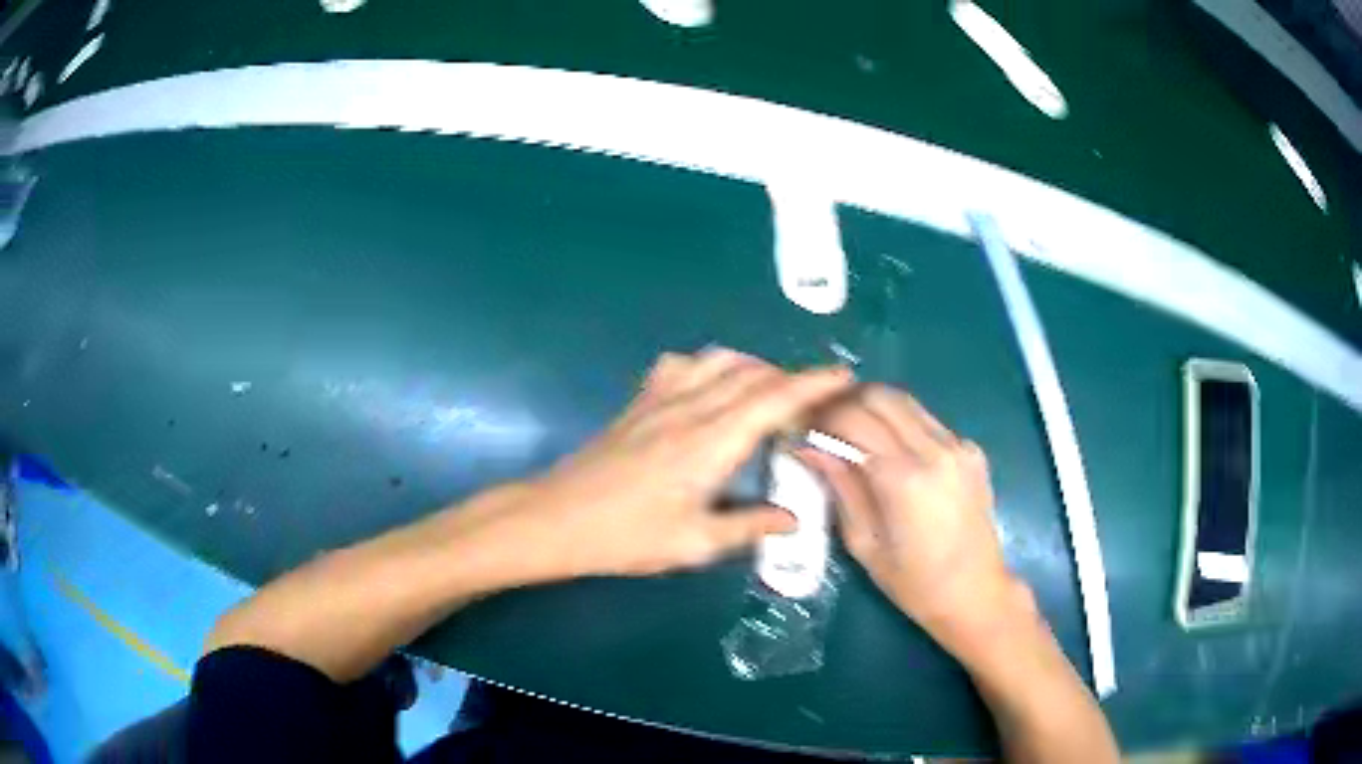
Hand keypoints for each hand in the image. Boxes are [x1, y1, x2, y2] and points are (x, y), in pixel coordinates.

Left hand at [491, 348, 852, 579]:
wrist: (556, 519)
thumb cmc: (626, 537)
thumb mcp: (694, 543)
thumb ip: (749, 526)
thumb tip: (793, 519)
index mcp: (711, 442)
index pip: (773, 399)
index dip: (813, 384)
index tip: (845, 377)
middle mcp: (690, 408)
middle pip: (752, 374)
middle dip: (792, 378)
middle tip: (815, 400)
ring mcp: (660, 400)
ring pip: (719, 361)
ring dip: (754, 368)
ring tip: (769, 395)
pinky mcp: (639, 402)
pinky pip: (682, 365)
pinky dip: (710, 366)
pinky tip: (710, 388)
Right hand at [801, 385, 1022, 646]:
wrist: (976, 593)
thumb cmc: (914, 583)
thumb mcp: (864, 544)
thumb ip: (840, 487)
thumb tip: (808, 446)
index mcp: (904, 478)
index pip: (853, 418)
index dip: (822, 416)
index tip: (803, 429)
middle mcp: (935, 450)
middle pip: (881, 396)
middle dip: (846, 402)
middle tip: (825, 424)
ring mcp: (959, 446)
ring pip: (906, 402)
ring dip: (874, 408)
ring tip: (853, 433)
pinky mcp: (972, 451)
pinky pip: (928, 422)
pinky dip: (901, 425)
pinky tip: (892, 453)